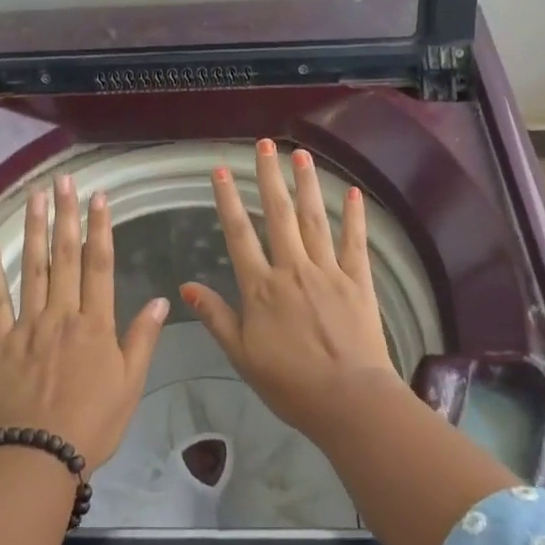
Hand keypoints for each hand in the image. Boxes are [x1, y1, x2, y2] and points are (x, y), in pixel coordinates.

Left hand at [0, 173, 167, 468]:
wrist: (38, 456)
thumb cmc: (92, 424)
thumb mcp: (130, 385)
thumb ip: (142, 339)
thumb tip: (163, 299)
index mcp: (95, 324)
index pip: (99, 264)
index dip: (100, 228)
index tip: (99, 197)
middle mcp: (62, 314)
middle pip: (64, 256)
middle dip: (66, 215)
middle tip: (64, 181)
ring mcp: (27, 325)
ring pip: (32, 268)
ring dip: (34, 230)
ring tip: (36, 198)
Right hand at [181, 139, 400, 436]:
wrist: (349, 400)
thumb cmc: (290, 384)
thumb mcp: (242, 355)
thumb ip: (216, 317)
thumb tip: (186, 287)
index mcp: (261, 287)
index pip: (239, 233)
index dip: (228, 199)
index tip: (220, 169)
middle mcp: (292, 269)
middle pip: (278, 214)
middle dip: (269, 176)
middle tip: (265, 144)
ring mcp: (328, 271)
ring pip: (314, 219)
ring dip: (306, 184)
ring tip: (300, 154)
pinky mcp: (358, 281)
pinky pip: (355, 242)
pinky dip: (353, 216)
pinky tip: (351, 191)